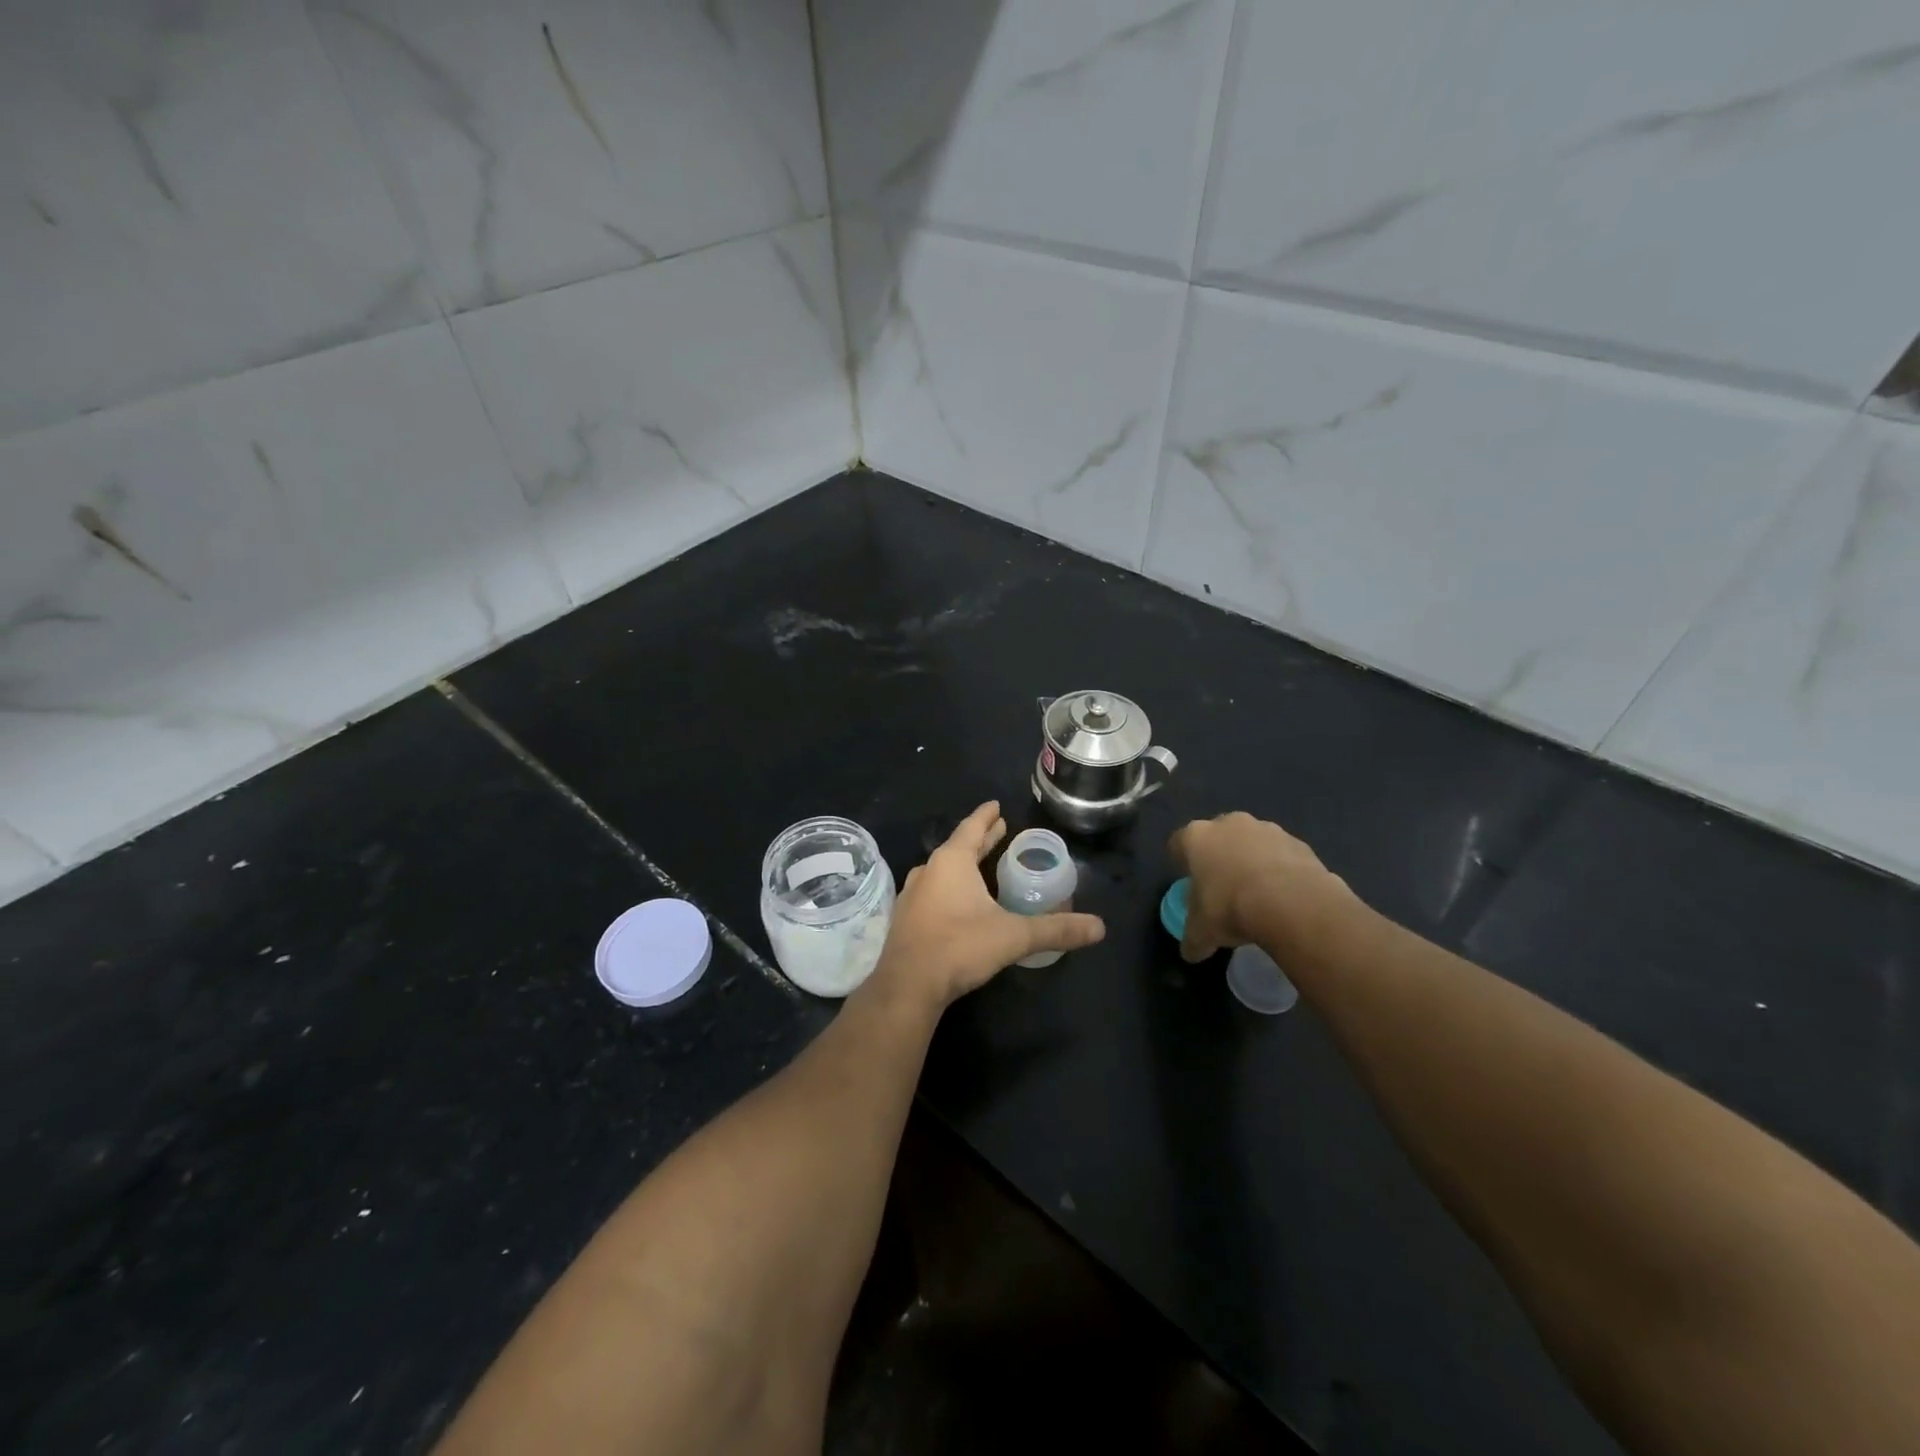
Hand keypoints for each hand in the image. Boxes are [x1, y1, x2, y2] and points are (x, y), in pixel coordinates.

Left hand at [870, 802, 1104, 1011]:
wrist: (908, 985)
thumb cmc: (960, 946)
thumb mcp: (1013, 936)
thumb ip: (1055, 930)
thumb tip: (1099, 928)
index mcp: (951, 862)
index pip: (972, 828)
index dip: (986, 816)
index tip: (996, 805)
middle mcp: (929, 871)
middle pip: (958, 846)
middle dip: (980, 838)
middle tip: (998, 829)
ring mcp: (913, 895)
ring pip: (943, 870)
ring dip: (963, 863)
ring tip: (980, 863)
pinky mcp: (906, 919)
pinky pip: (933, 891)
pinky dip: (950, 887)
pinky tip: (958, 900)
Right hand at [1168, 812, 1353, 963]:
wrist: (1291, 903)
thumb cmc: (1230, 908)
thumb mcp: (1202, 932)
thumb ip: (1193, 939)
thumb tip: (1190, 952)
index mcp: (1197, 837)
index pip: (1179, 842)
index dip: (1182, 861)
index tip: (1189, 880)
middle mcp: (1229, 824)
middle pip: (1218, 836)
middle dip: (1220, 857)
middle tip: (1223, 887)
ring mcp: (1267, 829)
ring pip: (1253, 842)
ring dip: (1253, 861)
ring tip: (1259, 894)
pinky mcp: (1299, 842)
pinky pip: (1282, 855)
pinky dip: (1281, 870)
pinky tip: (1285, 896)